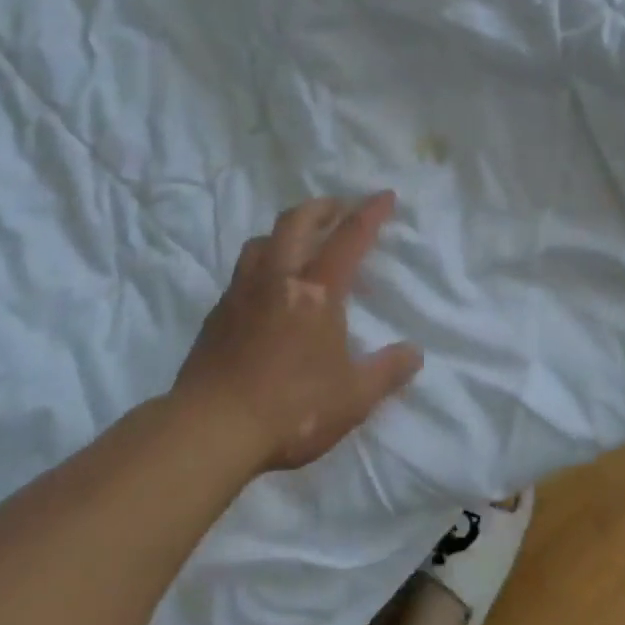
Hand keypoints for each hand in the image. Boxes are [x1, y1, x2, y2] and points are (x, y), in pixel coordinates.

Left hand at [172, 193, 422, 473]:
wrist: (210, 429)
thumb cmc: (291, 408)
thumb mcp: (352, 398)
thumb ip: (386, 372)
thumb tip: (415, 353)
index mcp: (316, 291)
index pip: (349, 238)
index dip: (370, 213)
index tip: (385, 195)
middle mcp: (278, 278)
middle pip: (297, 221)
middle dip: (321, 207)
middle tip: (338, 208)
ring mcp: (242, 292)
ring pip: (262, 240)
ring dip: (285, 231)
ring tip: (298, 243)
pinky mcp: (217, 313)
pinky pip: (242, 272)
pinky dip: (261, 265)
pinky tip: (266, 290)